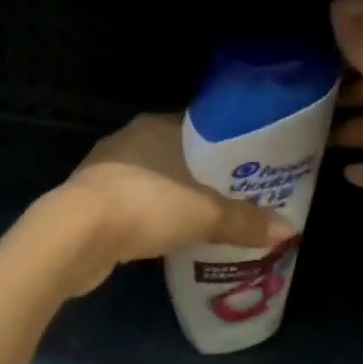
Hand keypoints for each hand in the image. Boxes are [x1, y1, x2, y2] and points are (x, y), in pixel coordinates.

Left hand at [53, 114, 294, 294]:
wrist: (75, 234)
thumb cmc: (145, 205)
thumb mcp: (204, 214)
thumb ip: (244, 221)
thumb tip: (287, 230)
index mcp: (155, 126)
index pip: (198, 127)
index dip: (225, 146)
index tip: (248, 167)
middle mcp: (128, 140)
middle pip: (176, 155)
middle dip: (201, 176)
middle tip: (234, 197)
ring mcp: (104, 170)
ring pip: (151, 180)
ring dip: (173, 198)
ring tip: (205, 219)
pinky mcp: (90, 201)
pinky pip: (131, 205)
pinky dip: (149, 217)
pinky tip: (166, 237)